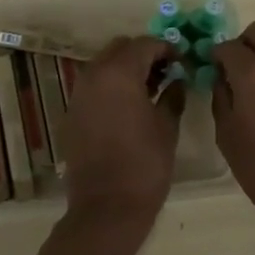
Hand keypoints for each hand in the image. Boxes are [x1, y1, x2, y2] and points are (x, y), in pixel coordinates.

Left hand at [60, 36, 183, 236]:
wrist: (106, 209)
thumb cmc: (144, 164)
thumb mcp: (167, 127)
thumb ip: (173, 95)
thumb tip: (178, 80)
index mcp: (119, 73)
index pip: (145, 44)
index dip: (167, 49)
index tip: (182, 62)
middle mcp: (94, 76)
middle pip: (120, 48)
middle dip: (143, 54)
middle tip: (165, 72)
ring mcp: (78, 95)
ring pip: (104, 66)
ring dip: (125, 70)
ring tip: (149, 90)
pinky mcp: (72, 114)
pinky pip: (93, 87)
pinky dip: (111, 87)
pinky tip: (128, 108)